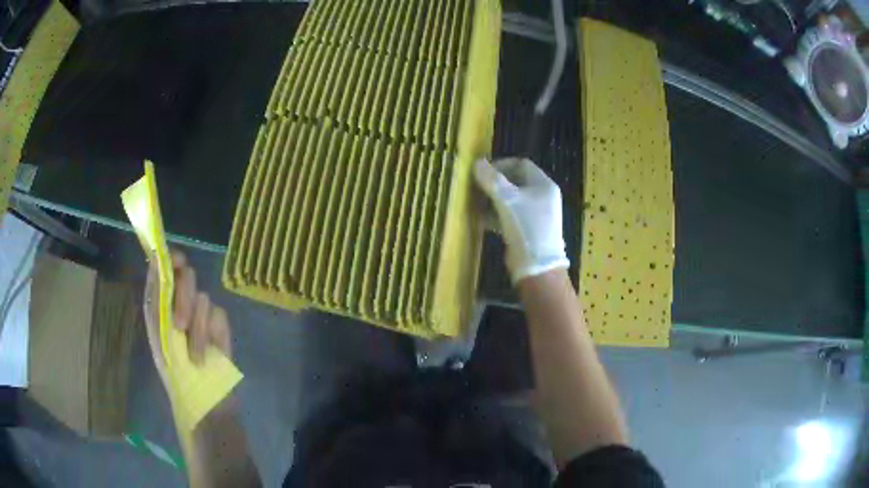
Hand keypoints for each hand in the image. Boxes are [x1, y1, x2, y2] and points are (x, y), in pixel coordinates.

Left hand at [144, 250, 232, 387]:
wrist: (200, 394)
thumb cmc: (172, 367)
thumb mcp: (157, 330)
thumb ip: (156, 295)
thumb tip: (155, 261)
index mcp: (163, 300)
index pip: (167, 266)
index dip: (171, 258)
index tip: (174, 263)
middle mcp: (182, 299)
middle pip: (187, 275)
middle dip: (183, 300)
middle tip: (180, 326)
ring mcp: (202, 311)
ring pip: (202, 298)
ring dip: (196, 329)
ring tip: (194, 355)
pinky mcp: (219, 324)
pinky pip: (217, 314)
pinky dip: (210, 335)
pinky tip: (208, 352)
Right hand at [474, 158, 569, 283]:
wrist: (537, 267)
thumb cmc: (526, 227)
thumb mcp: (508, 200)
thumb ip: (492, 180)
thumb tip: (477, 162)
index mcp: (543, 185)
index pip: (521, 164)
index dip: (501, 165)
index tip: (483, 173)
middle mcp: (542, 196)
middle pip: (515, 181)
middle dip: (494, 183)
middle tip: (476, 187)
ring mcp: (535, 214)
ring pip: (511, 199)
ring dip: (492, 199)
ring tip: (475, 202)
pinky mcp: (527, 230)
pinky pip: (509, 215)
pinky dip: (496, 214)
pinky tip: (481, 219)